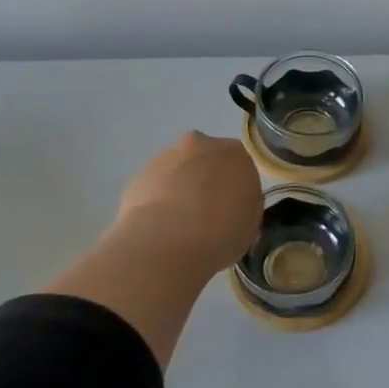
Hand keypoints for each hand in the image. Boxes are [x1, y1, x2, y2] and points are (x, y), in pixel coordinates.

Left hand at [112, 132, 260, 276]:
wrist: (168, 242)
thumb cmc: (221, 232)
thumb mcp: (250, 223)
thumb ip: (243, 206)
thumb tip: (232, 208)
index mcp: (235, 153)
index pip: (239, 166)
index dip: (235, 189)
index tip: (232, 210)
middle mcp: (200, 145)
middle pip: (205, 160)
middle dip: (205, 181)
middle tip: (206, 215)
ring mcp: (165, 157)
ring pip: (177, 171)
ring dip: (179, 190)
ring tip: (179, 226)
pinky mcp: (138, 175)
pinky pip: (154, 187)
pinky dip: (157, 202)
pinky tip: (159, 228)